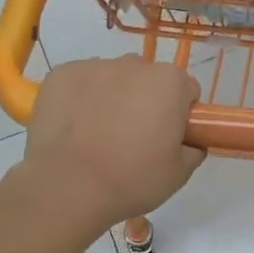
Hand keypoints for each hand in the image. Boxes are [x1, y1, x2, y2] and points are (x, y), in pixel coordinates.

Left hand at [16, 58, 205, 235]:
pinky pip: (79, 83)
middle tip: (134, 138)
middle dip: (145, 100)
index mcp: (169, 82)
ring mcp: (93, 66)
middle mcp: (133, 64)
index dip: (180, 113)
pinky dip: (80, 99)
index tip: (168, 136)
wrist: (67, 188)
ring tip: (98, 135)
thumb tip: (189, 142)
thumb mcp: (178, 174)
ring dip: (112, 97)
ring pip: (112, 78)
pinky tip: (73, 128)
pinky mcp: (61, 74)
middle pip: (148, 79)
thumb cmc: (131, 180)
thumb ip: (193, 150)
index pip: (186, 89)